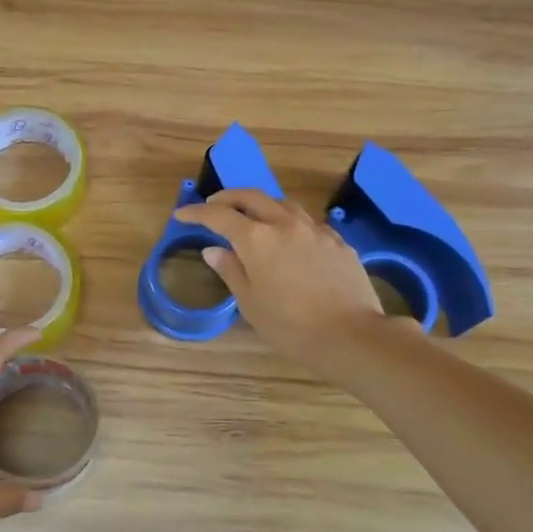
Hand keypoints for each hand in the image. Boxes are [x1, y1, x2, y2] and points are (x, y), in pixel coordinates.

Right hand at [173, 189, 398, 378]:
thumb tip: (214, 250)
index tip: (181, 215)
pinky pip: (307, 222)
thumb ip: (230, 270)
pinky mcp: (338, 241)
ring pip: (283, 204)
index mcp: (257, 239)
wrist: (351, 334)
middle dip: (228, 198)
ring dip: (261, 204)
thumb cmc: (291, 326)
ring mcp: (315, 230)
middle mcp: (285, 224)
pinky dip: (289, 222)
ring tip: (252, 217)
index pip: (219, 216)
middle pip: (252, 197)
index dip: (197, 213)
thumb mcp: (250, 303)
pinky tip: (289, 239)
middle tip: (213, 205)